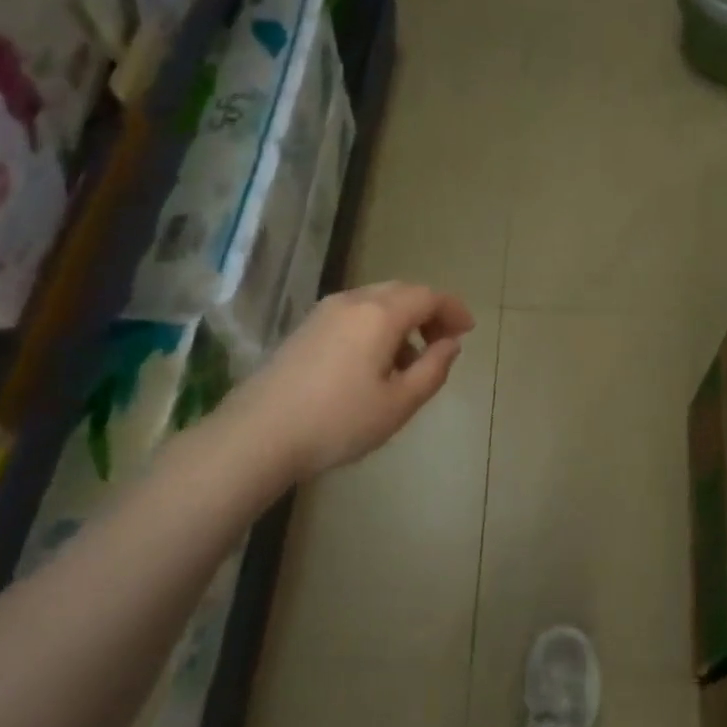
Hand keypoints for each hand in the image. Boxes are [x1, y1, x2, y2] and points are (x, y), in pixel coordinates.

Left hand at [231, 282, 474, 480]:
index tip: (468, 331)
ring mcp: (324, 312)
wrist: (259, 434)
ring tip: (410, 361)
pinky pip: (354, 314)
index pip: (428, 296)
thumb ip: (433, 369)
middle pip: (402, 292)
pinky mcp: (305, 328)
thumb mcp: (399, 403)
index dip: (453, 309)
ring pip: (376, 301)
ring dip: (402, 320)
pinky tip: (374, 364)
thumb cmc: (338, 421)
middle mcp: (352, 301)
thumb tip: (450, 344)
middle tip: (444, 342)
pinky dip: (377, 326)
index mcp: (379, 314)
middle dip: (429, 312)